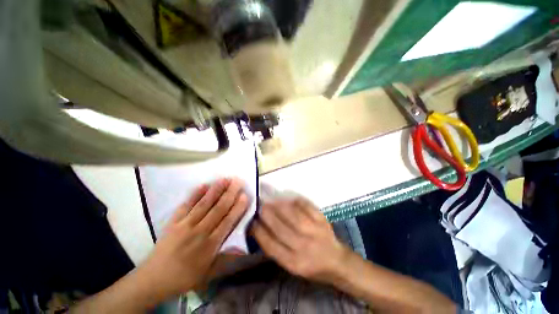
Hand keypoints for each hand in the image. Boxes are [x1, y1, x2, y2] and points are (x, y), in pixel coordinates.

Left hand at [136, 178, 248, 303]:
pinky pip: (186, 206)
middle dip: (230, 194)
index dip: (237, 208)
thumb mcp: (208, 274)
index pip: (227, 222)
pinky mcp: (173, 222)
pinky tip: (203, 185)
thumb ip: (226, 259)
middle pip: (218, 209)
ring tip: (225, 179)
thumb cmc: (185, 277)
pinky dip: (194, 194)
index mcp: (210, 245)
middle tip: (238, 181)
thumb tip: (243, 248)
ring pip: (204, 204)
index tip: (245, 196)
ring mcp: (185, 225)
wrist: (153, 279)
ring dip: (216, 190)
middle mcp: (199, 232)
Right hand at [252, 197, 349, 282]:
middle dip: (266, 214)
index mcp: (293, 262)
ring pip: (292, 214)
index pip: (270, 244)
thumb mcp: (291, 265)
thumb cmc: (311, 265)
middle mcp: (303, 246)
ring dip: (278, 205)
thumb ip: (276, 249)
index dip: (258, 230)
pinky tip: (289, 198)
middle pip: (279, 227)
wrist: (337, 261)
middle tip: (259, 205)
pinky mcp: (321, 220)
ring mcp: (314, 231)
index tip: (252, 220)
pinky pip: (306, 206)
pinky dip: (296, 200)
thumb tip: (260, 229)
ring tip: (270, 200)